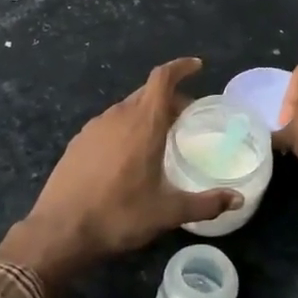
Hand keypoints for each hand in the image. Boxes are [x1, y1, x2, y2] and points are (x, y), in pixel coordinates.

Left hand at [0, 57, 238, 286]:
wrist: (60, 230)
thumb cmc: (119, 216)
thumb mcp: (167, 213)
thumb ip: (205, 204)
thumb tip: (237, 200)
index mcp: (142, 124)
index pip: (162, 79)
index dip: (180, 67)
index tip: (197, 67)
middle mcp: (117, 117)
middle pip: (146, 93)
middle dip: (169, 97)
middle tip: (187, 115)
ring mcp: (93, 128)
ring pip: (126, 108)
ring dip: (146, 113)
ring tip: (160, 136)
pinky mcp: (78, 142)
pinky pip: (108, 123)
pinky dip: (126, 127)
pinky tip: (129, 154)